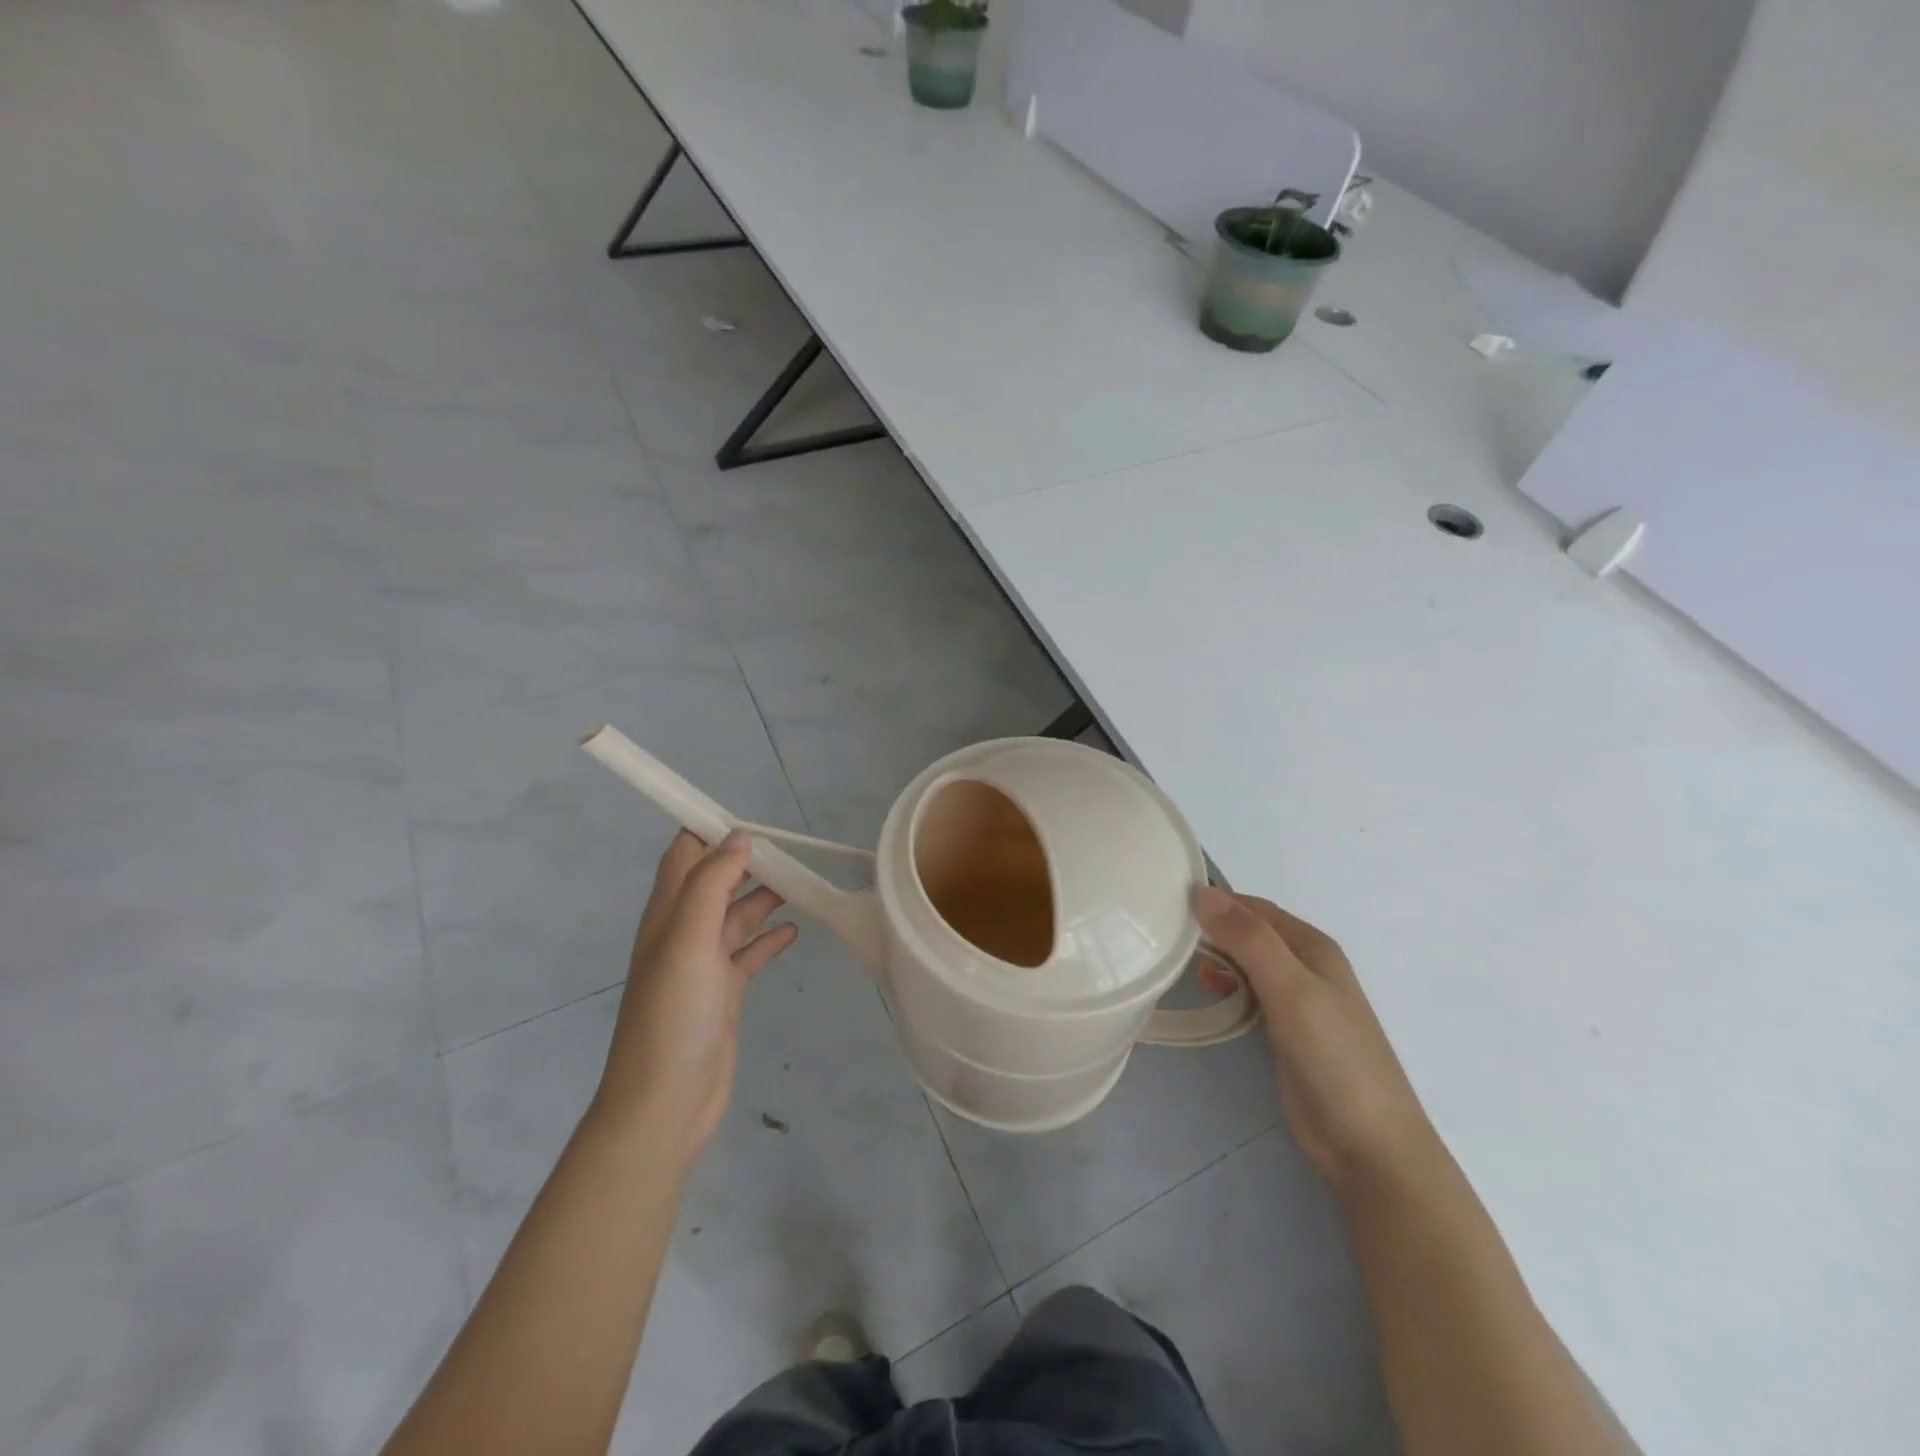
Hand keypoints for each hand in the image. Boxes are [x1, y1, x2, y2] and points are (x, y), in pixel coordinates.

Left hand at [592, 831, 799, 1158]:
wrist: (665, 1103)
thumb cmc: (673, 1016)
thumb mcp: (688, 941)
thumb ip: (711, 885)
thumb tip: (738, 837)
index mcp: (667, 914)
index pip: (684, 855)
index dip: (710, 830)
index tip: (752, 818)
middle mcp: (683, 933)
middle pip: (717, 881)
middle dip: (749, 861)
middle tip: (793, 851)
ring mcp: (704, 965)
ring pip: (738, 915)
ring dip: (765, 896)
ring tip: (803, 884)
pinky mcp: (724, 992)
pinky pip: (750, 953)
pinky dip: (771, 938)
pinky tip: (795, 932)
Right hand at [1195, 887, 1436, 1193]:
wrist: (1369, 1145)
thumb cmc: (1333, 1057)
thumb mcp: (1290, 989)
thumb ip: (1249, 940)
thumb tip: (1202, 892)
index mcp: (1313, 947)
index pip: (1255, 908)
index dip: (1217, 901)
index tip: (1169, 901)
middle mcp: (1306, 966)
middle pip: (1251, 933)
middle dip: (1213, 927)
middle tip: (1164, 931)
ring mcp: (1298, 1001)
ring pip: (1248, 963)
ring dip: (1217, 956)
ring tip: (1177, 959)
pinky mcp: (1286, 1032)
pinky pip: (1249, 994)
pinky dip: (1227, 986)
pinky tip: (1207, 991)